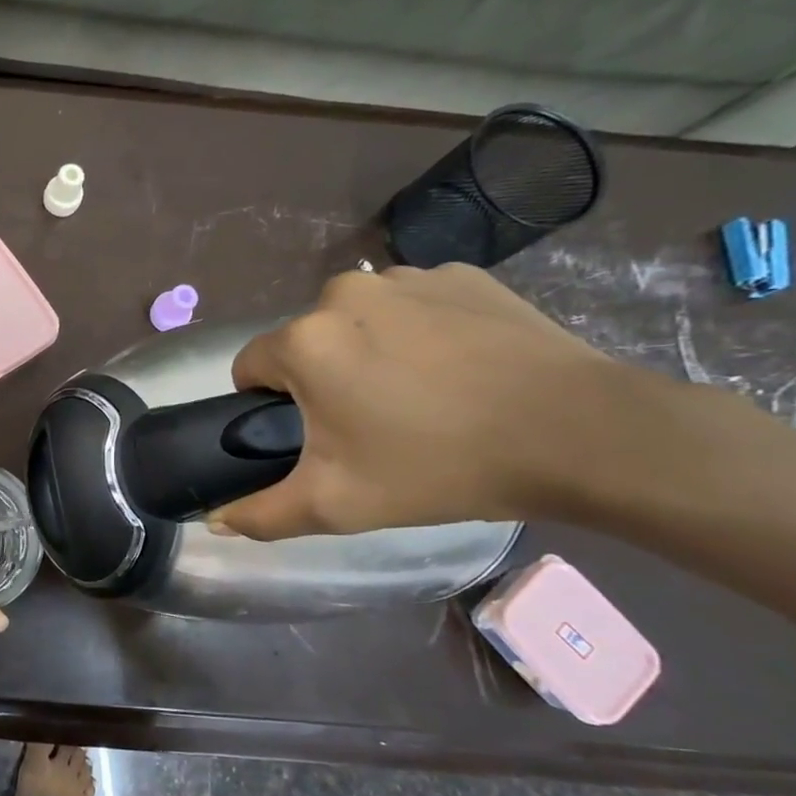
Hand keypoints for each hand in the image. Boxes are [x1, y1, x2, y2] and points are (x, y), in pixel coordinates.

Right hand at [212, 263, 631, 539]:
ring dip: (369, 351)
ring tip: (420, 396)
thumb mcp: (338, 505)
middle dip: (322, 378)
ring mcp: (408, 277)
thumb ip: (262, 514)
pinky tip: (459, 369)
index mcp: (305, 341)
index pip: (250, 368)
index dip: (269, 407)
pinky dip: (420, 332)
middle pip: (306, 342)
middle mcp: (344, 294)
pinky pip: (413, 305)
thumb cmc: (440, 467)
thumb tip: (214, 520)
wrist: (581, 434)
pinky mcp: (463, 275)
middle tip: (370, 426)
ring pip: (358, 321)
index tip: (313, 437)